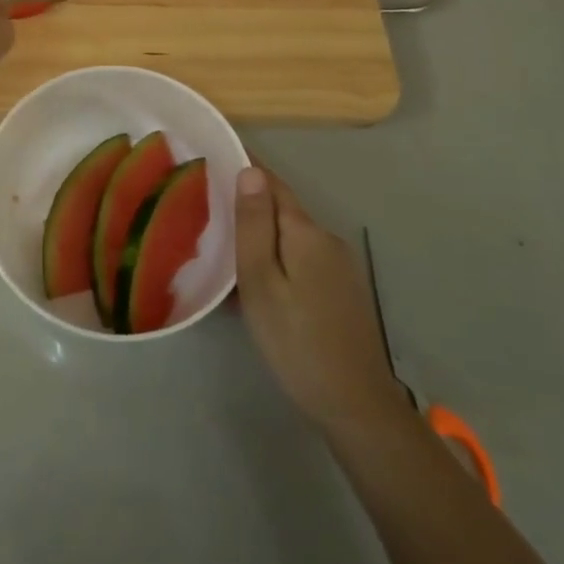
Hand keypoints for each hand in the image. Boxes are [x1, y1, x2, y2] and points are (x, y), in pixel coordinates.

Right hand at [235, 166, 404, 434]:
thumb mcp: (261, 281)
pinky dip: (276, 257)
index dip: (245, 168)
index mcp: (305, 231)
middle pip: (282, 208)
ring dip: (262, 234)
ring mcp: (338, 266)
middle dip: (249, 203)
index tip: (214, 158)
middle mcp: (326, 239)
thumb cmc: (296, 340)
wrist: (355, 404)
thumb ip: (255, 225)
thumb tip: (250, 171)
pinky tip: (256, 281)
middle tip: (208, 206)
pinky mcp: (341, 290)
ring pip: (290, 236)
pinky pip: (301, 258)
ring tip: (224, 245)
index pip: (272, 183)